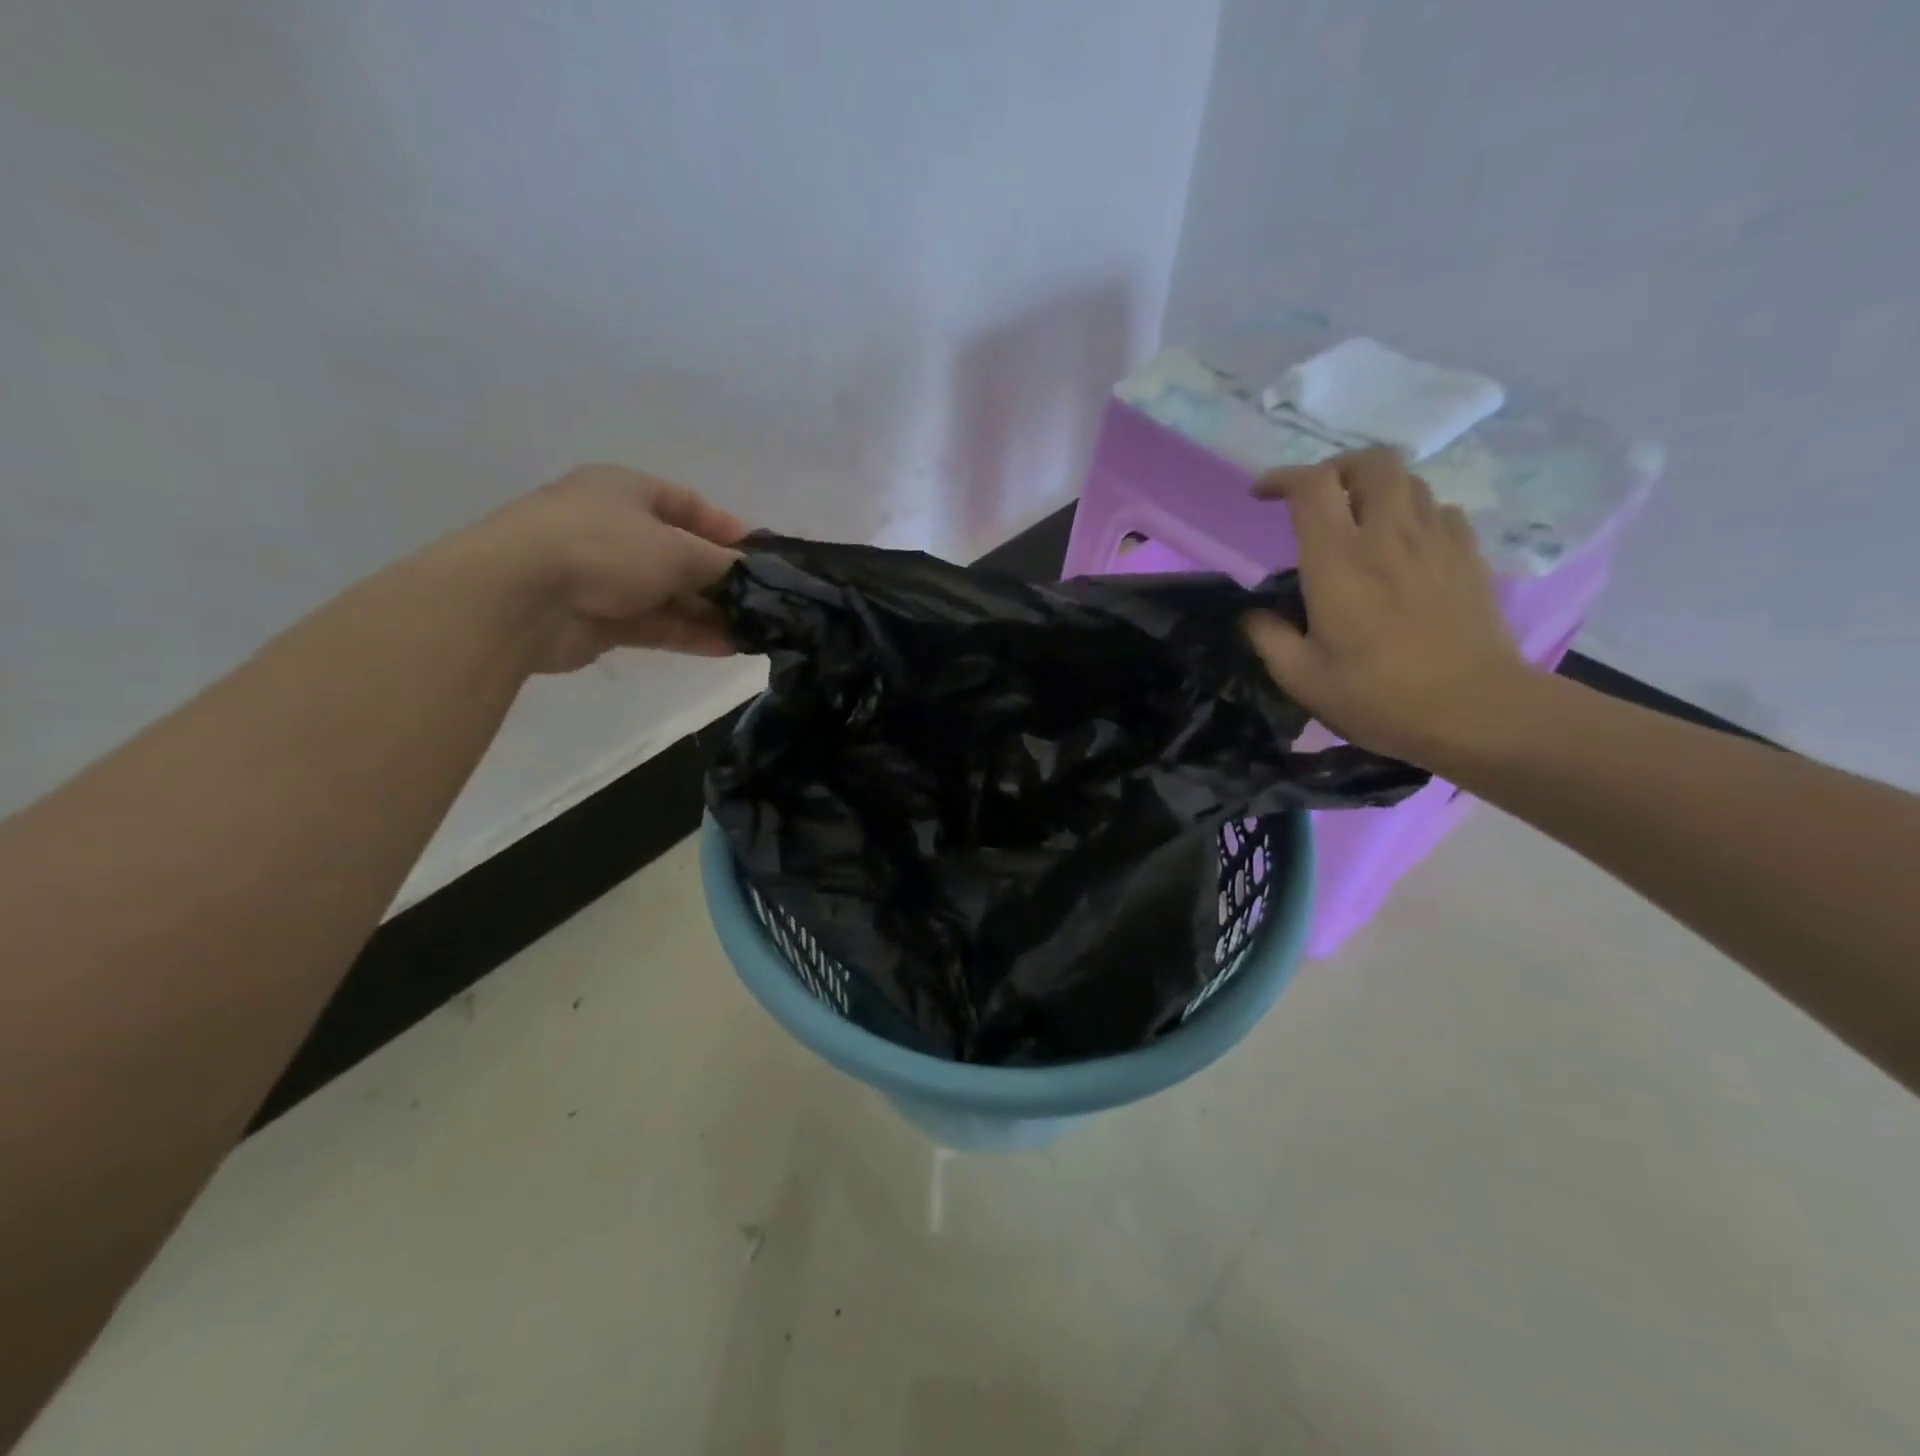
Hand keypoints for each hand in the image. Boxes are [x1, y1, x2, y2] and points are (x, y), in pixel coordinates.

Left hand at [458, 465, 749, 673]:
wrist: (519, 598)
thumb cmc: (604, 548)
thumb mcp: (676, 548)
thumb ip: (722, 563)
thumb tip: (755, 574)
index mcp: (626, 491)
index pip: (687, 504)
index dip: (726, 529)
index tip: (763, 555)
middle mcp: (614, 529)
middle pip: (680, 555)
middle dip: (721, 580)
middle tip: (763, 603)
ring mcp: (604, 576)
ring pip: (669, 595)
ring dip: (709, 613)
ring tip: (753, 633)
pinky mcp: (599, 619)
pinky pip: (654, 624)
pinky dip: (688, 634)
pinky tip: (726, 648)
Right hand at [1244, 447, 1533, 766]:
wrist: (1475, 712)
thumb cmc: (1378, 697)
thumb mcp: (1301, 678)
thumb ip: (1268, 638)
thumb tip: (1252, 614)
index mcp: (1338, 561)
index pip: (1311, 486)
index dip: (1282, 479)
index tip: (1261, 495)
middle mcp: (1388, 535)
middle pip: (1371, 462)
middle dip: (1337, 468)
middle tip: (1317, 498)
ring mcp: (1436, 541)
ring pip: (1409, 482)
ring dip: (1376, 490)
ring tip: (1358, 521)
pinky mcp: (1468, 557)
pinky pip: (1440, 511)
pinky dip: (1414, 515)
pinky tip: (1404, 547)